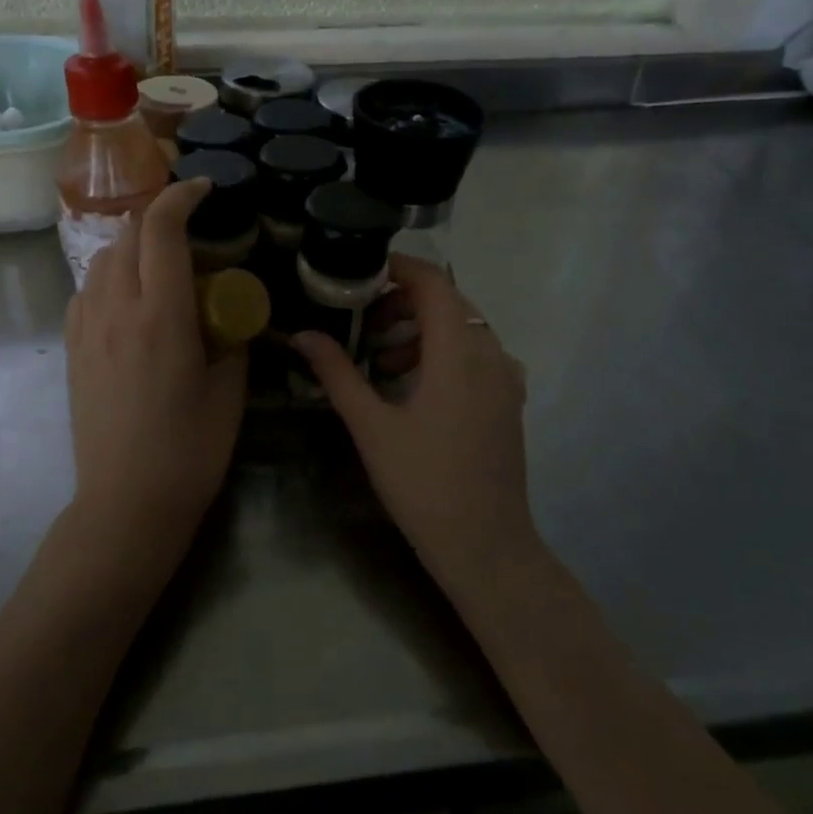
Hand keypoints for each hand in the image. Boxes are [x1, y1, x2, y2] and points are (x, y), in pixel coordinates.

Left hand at [65, 179, 247, 570]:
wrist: (126, 502)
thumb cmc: (189, 450)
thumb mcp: (229, 391)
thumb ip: (229, 339)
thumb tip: (226, 313)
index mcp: (162, 315)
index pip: (162, 230)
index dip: (181, 197)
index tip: (204, 189)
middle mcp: (116, 310)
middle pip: (126, 235)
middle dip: (157, 219)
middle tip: (189, 232)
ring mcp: (87, 330)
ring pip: (101, 261)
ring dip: (131, 248)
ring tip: (159, 267)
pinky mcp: (73, 351)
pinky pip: (85, 293)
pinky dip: (109, 280)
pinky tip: (128, 303)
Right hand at [292, 256, 534, 580]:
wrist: (485, 545)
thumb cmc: (422, 484)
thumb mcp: (371, 426)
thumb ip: (336, 374)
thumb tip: (302, 335)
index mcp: (458, 354)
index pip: (435, 284)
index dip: (401, 268)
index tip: (365, 273)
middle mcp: (491, 356)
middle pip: (450, 303)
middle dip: (405, 303)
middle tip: (365, 324)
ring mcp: (507, 380)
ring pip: (465, 329)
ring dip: (423, 331)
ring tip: (383, 362)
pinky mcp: (510, 402)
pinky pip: (479, 355)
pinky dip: (446, 353)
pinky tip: (418, 385)